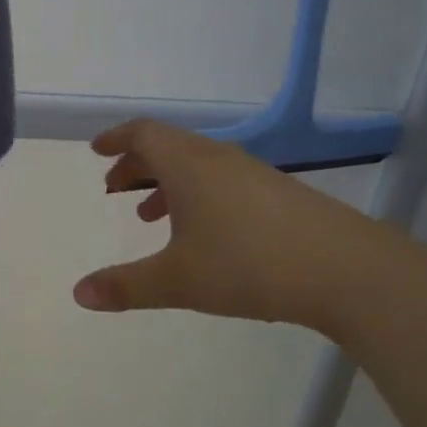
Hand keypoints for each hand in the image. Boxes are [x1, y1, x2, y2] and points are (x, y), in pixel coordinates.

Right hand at [72, 120, 426, 337]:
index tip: (97, 150)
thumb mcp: (178, 280)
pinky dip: (197, 193)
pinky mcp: (279, 193)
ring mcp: (253, 174)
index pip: (143, 133)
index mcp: (188, 165)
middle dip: (137, 163)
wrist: (347, 270)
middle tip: (115, 187)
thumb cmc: (249, 265)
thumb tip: (79, 293)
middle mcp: (218, 159)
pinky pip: (222, 180)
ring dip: (167, 181)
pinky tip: (203, 233)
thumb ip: (126, 286)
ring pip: (197, 164)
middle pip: (168, 145)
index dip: (116, 139)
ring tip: (149, 214)